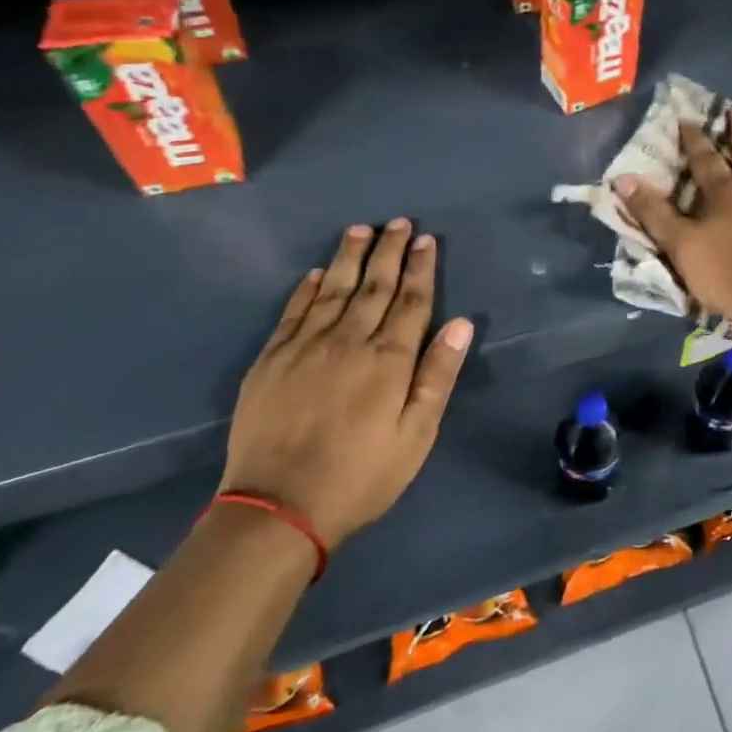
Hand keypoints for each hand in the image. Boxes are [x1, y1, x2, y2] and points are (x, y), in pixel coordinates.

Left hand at [220, 222, 473, 547]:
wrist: (277, 508)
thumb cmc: (362, 475)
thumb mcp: (416, 434)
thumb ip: (438, 375)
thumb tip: (462, 324)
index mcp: (388, 359)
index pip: (411, 301)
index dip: (421, 268)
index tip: (426, 239)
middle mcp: (348, 341)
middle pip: (374, 286)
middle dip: (389, 251)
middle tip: (399, 222)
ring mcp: (304, 347)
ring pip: (332, 289)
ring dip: (349, 258)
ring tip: (360, 229)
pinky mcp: (270, 361)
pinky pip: (292, 312)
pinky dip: (305, 289)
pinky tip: (313, 274)